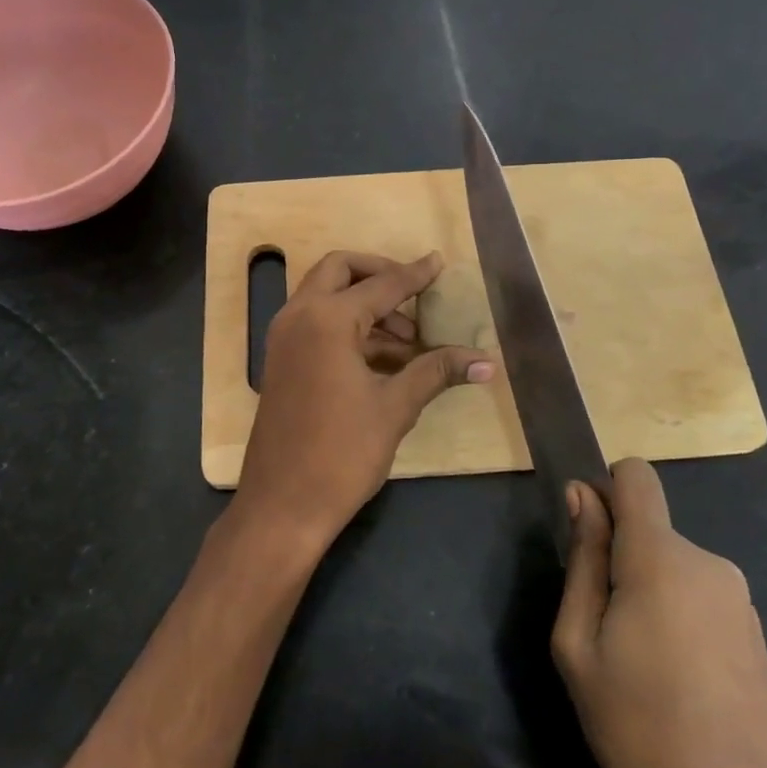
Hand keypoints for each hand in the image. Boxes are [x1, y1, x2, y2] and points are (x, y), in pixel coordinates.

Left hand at [234, 250, 492, 550]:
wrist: (282, 505)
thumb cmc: (341, 453)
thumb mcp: (394, 408)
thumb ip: (436, 372)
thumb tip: (486, 361)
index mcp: (327, 320)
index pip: (382, 284)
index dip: (415, 274)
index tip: (438, 262)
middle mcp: (299, 316)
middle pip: (339, 270)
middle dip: (378, 274)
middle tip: (415, 295)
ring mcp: (284, 337)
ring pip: (325, 296)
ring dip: (365, 304)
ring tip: (409, 341)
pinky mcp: (280, 359)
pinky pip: (315, 322)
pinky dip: (347, 326)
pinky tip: (383, 358)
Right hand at [553, 459, 766, 767]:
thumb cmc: (642, 734)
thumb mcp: (579, 647)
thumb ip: (582, 561)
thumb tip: (581, 495)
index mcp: (660, 556)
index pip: (635, 475)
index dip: (603, 490)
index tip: (584, 538)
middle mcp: (707, 561)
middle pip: (647, 527)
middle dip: (616, 557)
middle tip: (600, 630)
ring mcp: (738, 598)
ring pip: (670, 565)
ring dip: (645, 592)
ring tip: (636, 665)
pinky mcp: (754, 633)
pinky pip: (697, 596)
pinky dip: (674, 617)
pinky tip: (673, 682)